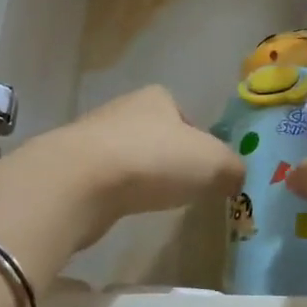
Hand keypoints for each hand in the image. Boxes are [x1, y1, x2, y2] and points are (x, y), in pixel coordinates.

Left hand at [39, 85, 245, 249]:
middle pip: (155, 134)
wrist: (79, 181)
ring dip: (140, 176)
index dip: (198, 141)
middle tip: (183, 187)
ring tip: (153, 201)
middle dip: (168, 158)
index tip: (205, 169)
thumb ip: (233, 169)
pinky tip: (123, 208)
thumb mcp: (214, 163)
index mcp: (158, 98)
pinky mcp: (71, 169)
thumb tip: (235, 178)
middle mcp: (123, 109)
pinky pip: (105, 180)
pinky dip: (117, 193)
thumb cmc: (154, 160)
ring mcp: (92, 138)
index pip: (184, 115)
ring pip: (128, 156)